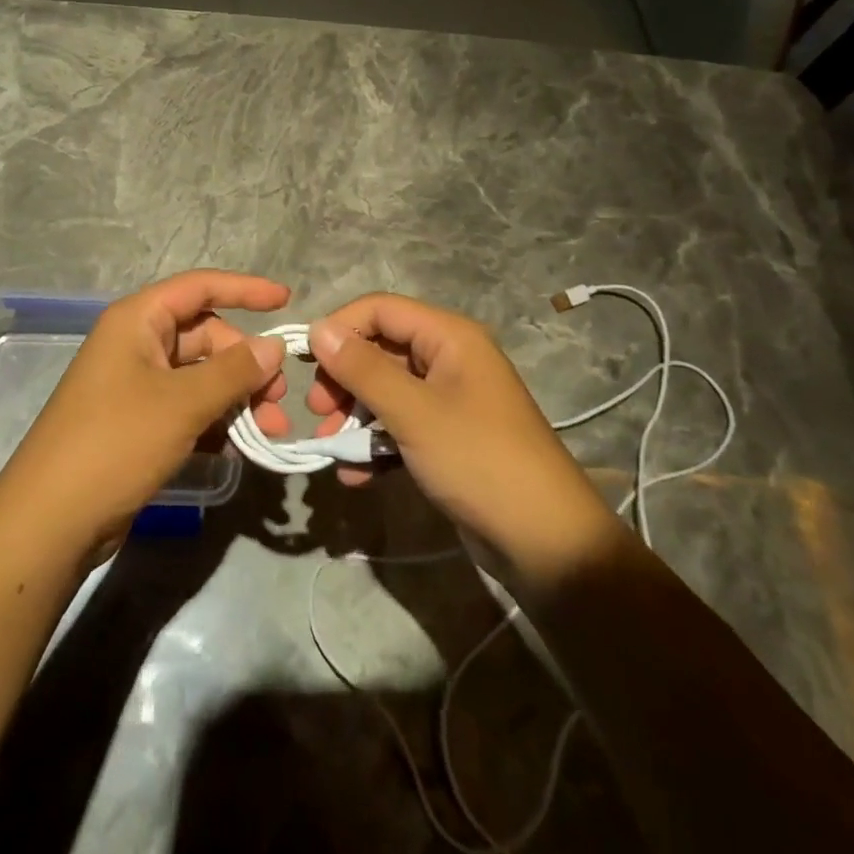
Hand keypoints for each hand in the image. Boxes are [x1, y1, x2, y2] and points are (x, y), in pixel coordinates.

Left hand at [0, 270, 291, 554]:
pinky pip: (188, 406)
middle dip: (246, 362)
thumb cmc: (116, 441)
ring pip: (200, 376)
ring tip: (269, 430)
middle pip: (205, 336)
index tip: (287, 300)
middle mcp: (136, 344)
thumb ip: (233, 371)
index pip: (199, 287)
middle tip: (279, 399)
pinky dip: (216, 419)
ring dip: (237, 396)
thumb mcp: (181, 402)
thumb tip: (273, 346)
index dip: (245, 289)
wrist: (52, 519)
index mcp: (138, 320)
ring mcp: (136, 385)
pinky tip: (240, 445)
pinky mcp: (138, 422)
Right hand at [307, 294, 616, 574]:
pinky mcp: (447, 437)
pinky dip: (375, 444)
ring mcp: (449, 400)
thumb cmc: (478, 461)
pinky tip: (354, 474)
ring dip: (354, 416)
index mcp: (449, 337)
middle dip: (344, 378)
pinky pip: (400, 426)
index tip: (307, 364)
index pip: (380, 310)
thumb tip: (318, 329)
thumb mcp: (414, 412)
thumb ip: (363, 369)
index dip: (340, 328)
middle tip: (318, 411)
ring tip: (330, 447)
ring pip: (386, 391)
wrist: (546, 544)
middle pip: (380, 349)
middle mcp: (449, 359)